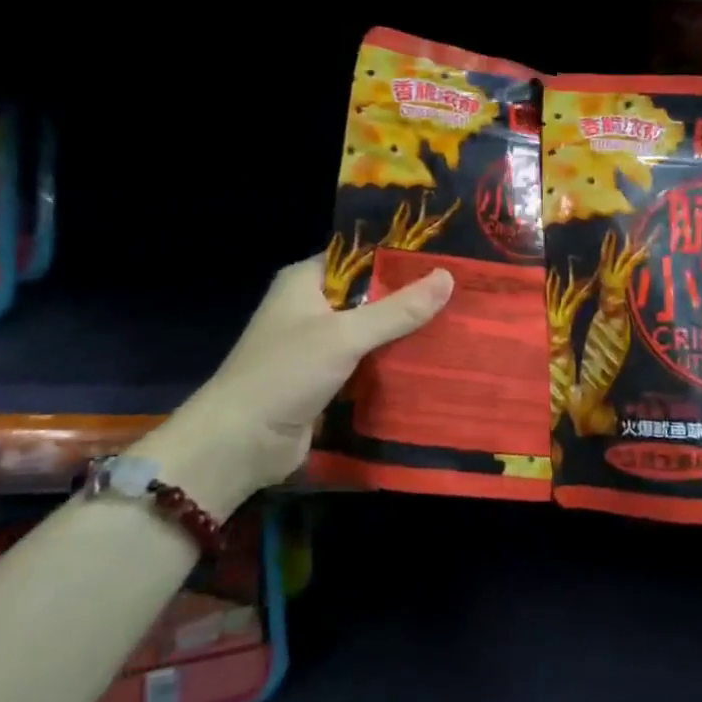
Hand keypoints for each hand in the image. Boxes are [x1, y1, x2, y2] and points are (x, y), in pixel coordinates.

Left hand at [152, 255, 452, 504]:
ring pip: (372, 333)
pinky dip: (394, 365)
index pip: (359, 256)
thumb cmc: (284, 374)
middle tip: (463, 293)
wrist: (239, 445)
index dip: (400, 256)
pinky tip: (434, 364)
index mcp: (305, 281)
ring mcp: (318, 347)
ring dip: (406, 335)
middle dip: (411, 298)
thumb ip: (397, 309)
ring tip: (459, 325)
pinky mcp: (327, 382)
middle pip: (370, 295)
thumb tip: (448, 277)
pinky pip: (368, 365)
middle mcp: (311, 308)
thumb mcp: (344, 335)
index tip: (445, 257)